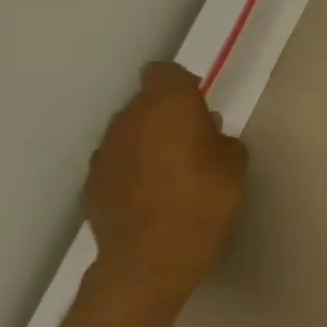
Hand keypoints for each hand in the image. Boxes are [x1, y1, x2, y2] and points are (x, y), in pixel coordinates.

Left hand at [81, 62, 245, 320]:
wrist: (153, 253)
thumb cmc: (207, 196)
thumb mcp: (234, 158)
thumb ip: (216, 136)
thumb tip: (201, 134)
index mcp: (168, 106)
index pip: (163, 73)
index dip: (179, 82)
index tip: (197, 98)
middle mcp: (129, 121)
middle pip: (143, 102)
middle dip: (165, 112)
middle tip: (192, 133)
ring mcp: (104, 153)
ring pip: (128, 132)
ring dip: (147, 139)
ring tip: (172, 163)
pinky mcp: (91, 183)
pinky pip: (118, 161)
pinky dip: (133, 166)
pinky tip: (152, 188)